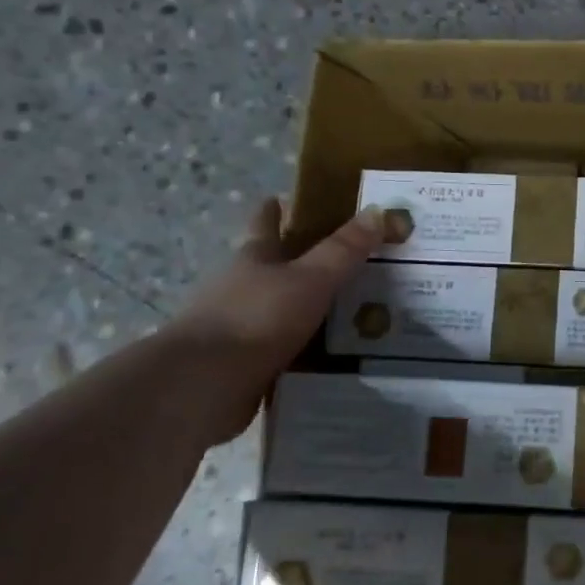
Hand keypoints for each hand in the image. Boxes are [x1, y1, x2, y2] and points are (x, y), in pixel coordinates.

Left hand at [164, 200, 383, 445]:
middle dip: (300, 261)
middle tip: (346, 260)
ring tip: (350, 311)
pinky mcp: (241, 364)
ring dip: (305, 307)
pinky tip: (331, 353)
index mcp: (254, 257)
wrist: (204, 386)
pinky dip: (302, 347)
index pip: (266, 224)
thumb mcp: (311, 278)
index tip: (287, 199)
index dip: (276, 210)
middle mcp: (241, 287)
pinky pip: (281, 347)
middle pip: (272, 266)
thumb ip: (344, 250)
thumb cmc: (257, 318)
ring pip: (278, 308)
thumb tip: (379, 210)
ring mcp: (238, 326)